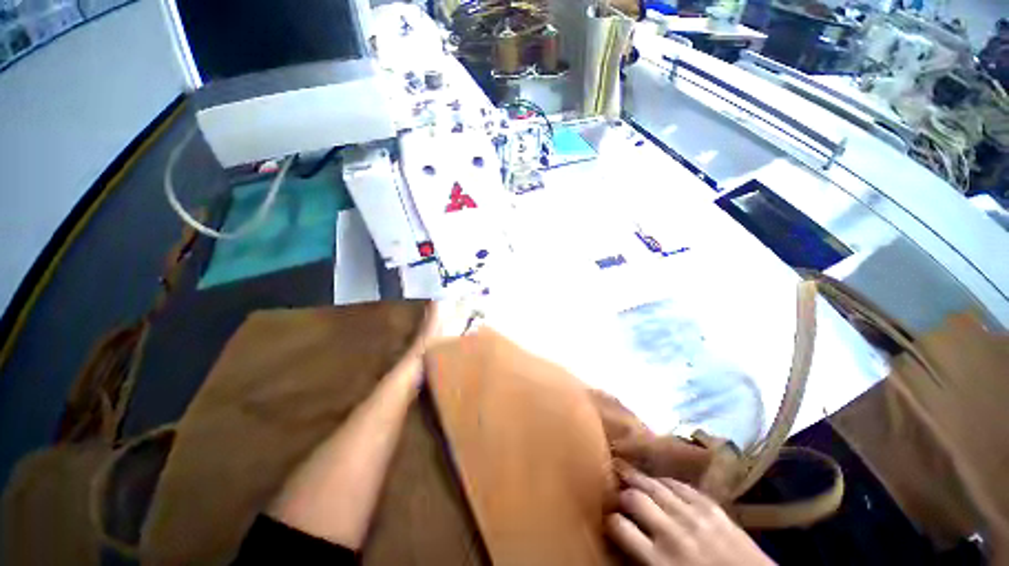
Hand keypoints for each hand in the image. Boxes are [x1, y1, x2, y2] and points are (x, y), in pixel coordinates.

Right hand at [606, 463, 774, 565]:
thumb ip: (645, 561)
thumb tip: (626, 541)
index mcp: (660, 561)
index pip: (620, 527)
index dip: (610, 519)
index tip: (608, 517)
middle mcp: (672, 533)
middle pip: (635, 498)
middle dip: (622, 493)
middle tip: (615, 489)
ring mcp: (695, 517)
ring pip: (656, 486)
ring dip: (639, 479)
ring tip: (627, 472)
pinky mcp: (713, 508)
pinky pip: (681, 486)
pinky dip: (666, 482)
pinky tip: (660, 481)